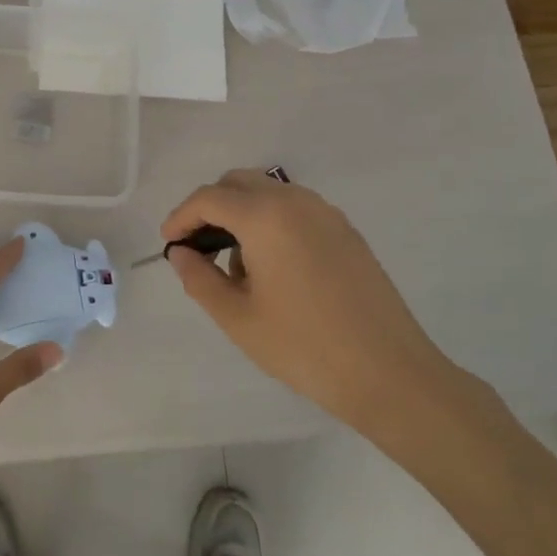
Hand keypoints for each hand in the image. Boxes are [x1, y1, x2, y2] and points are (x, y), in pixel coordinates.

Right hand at [163, 171, 459, 434]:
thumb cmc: (303, 346)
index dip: (181, 216)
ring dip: (241, 213)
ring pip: (269, 193)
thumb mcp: (237, 317)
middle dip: (210, 207)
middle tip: (196, 247)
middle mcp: (296, 201)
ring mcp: (326, 213)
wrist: (388, 372)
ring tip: (235, 265)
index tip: (168, 243)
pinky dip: (270, 222)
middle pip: (239, 183)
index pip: (209, 198)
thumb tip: (182, 253)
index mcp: (265, 216)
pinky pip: (295, 210)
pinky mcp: (346, 232)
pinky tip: (271, 268)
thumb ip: (199, 278)